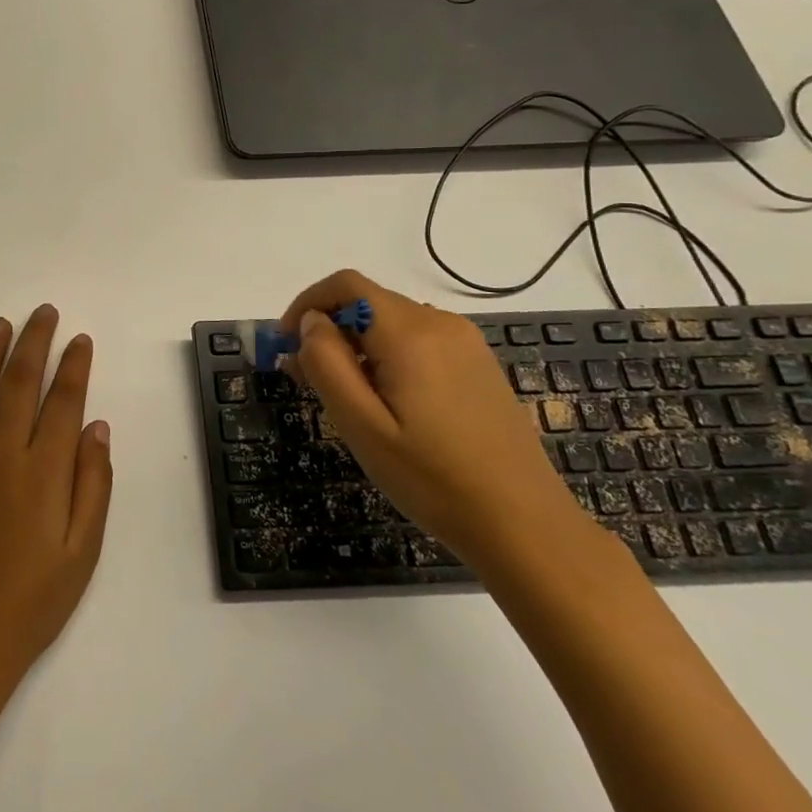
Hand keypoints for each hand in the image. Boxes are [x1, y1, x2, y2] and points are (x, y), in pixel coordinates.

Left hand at [0, 306, 112, 702]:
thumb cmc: (33, 604)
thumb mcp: (83, 553)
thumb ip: (93, 484)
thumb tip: (96, 426)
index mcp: (43, 472)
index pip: (62, 401)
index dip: (73, 366)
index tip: (80, 340)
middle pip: (18, 383)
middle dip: (34, 342)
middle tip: (44, 313)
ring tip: (0, 325)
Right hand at [280, 270, 599, 570]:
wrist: (525, 525)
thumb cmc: (432, 479)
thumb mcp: (361, 426)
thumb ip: (326, 363)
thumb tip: (311, 322)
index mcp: (409, 333)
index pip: (346, 286)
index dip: (307, 303)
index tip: (285, 342)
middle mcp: (439, 324)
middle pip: (368, 302)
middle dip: (328, 329)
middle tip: (307, 380)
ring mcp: (465, 343)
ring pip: (391, 322)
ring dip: (357, 343)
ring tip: (345, 396)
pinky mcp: (478, 365)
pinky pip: (418, 340)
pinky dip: (387, 354)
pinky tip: (387, 402)